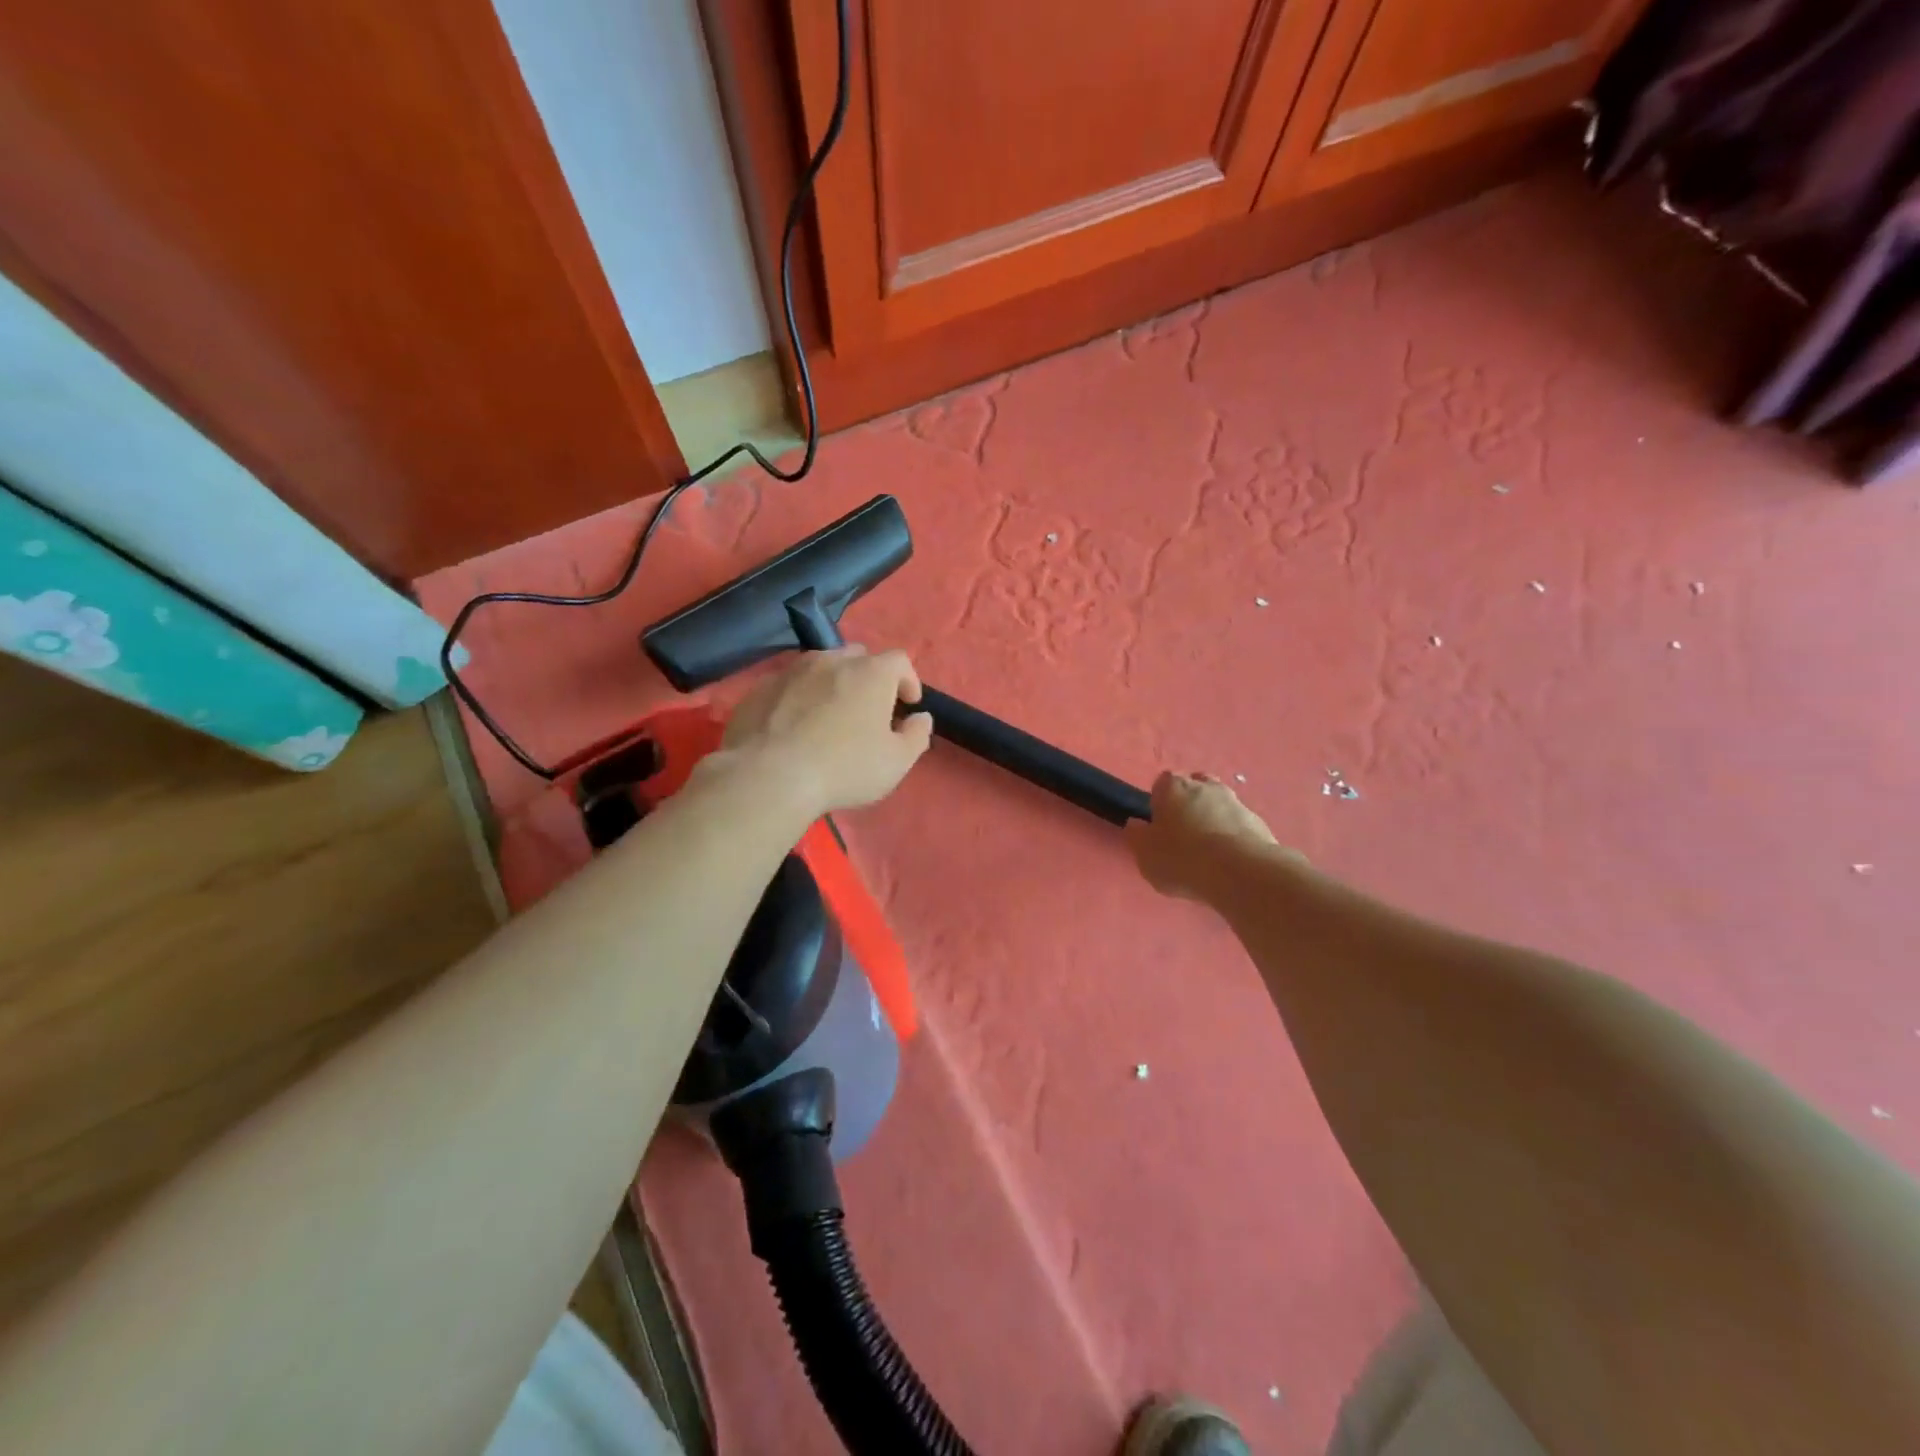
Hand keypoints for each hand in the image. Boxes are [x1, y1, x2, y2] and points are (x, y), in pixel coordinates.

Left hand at [715, 647, 932, 815]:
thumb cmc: (844, 768)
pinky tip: (793, 727)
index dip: (908, 680)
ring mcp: (791, 671)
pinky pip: (788, 685)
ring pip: (819, 666)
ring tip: (828, 716)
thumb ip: (916, 735)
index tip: (907, 705)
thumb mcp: (896, 762)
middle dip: (869, 677)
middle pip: (858, 657)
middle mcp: (831, 660)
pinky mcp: (760, 688)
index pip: (899, 661)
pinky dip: (798, 698)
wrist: (768, 776)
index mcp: (871, 673)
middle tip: (868, 709)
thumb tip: (920, 718)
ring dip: (831, 684)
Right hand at [1124, 771, 1291, 900]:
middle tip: (1183, 833)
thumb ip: (1137, 836)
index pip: (1161, 784)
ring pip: (1219, 805)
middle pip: (1194, 788)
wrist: (1241, 873)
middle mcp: (1205, 786)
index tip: (1159, 825)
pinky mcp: (1258, 822)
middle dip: (1189, 804)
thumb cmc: (1182, 859)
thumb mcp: (1145, 854)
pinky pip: (1238, 825)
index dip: (1159, 803)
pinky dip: (1232, 836)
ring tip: (1209, 851)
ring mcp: (1235, 802)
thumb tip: (1136, 825)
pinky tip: (1229, 860)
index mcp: (1173, 787)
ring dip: (1213, 819)